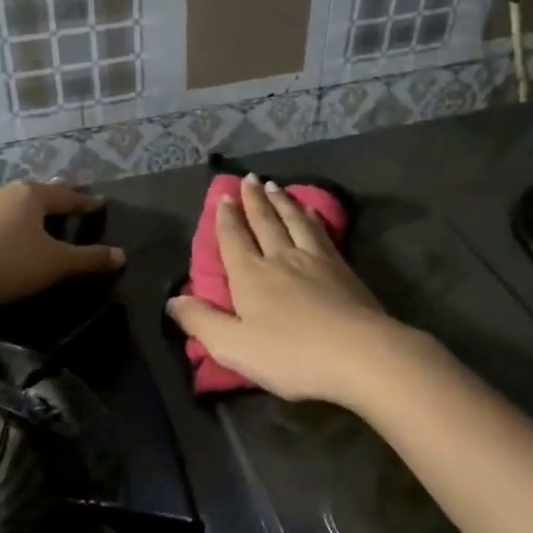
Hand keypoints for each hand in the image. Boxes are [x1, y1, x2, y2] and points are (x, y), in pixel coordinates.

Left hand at [0, 180, 123, 317]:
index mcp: (31, 196)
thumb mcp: (55, 264)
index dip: (85, 202)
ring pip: (8, 203)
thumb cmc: (6, 264)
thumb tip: (122, 255)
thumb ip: (89, 259)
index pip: (66, 196)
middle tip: (66, 198)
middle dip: (52, 197)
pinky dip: (1, 223)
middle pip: (35, 193)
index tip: (99, 203)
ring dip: (23, 209)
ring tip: (32, 216)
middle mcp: (2, 192)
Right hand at [166, 175, 409, 406]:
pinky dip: (312, 217)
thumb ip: (202, 322)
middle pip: (265, 222)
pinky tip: (312, 213)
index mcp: (251, 276)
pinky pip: (321, 232)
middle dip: (254, 200)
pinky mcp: (343, 268)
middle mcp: (281, 258)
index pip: (234, 239)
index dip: (226, 218)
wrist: (360, 353)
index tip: (224, 196)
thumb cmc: (291, 355)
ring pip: (294, 221)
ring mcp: (315, 259)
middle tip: (249, 178)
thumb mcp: (234, 347)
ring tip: (275, 186)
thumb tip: (172, 301)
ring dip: (282, 201)